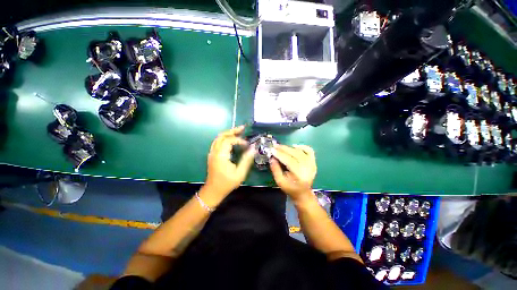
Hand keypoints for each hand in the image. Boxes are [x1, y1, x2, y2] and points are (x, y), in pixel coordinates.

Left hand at [204, 126, 254, 200]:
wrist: (213, 191)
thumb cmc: (227, 183)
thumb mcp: (240, 173)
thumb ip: (246, 160)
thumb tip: (253, 149)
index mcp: (220, 155)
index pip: (229, 141)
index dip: (239, 140)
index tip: (247, 145)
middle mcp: (214, 152)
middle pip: (221, 136)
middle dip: (232, 131)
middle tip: (242, 128)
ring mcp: (212, 153)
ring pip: (218, 138)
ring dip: (228, 133)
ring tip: (238, 131)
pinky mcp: (212, 155)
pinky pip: (217, 142)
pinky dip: (225, 138)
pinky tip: (231, 140)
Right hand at [270, 144, 316, 202]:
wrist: (303, 193)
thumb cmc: (290, 188)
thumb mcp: (280, 181)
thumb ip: (275, 169)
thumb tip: (272, 158)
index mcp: (299, 175)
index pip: (289, 161)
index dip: (280, 154)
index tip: (272, 149)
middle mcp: (307, 168)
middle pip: (295, 154)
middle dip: (284, 149)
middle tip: (275, 145)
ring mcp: (312, 164)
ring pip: (300, 151)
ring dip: (289, 147)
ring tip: (281, 146)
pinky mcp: (313, 161)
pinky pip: (309, 150)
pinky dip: (302, 147)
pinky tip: (294, 146)